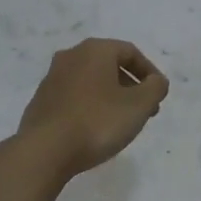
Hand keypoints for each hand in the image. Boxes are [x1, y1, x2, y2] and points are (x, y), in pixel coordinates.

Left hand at [15, 38, 169, 181]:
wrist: (45, 150)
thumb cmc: (97, 122)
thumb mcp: (139, 105)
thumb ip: (155, 88)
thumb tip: (156, 81)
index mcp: (95, 50)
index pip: (130, 52)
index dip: (149, 72)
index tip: (159, 94)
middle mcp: (70, 56)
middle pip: (109, 65)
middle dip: (131, 86)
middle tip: (145, 110)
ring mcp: (52, 79)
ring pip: (91, 82)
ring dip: (112, 97)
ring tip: (123, 122)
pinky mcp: (41, 101)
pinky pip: (75, 97)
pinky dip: (91, 107)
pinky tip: (96, 129)